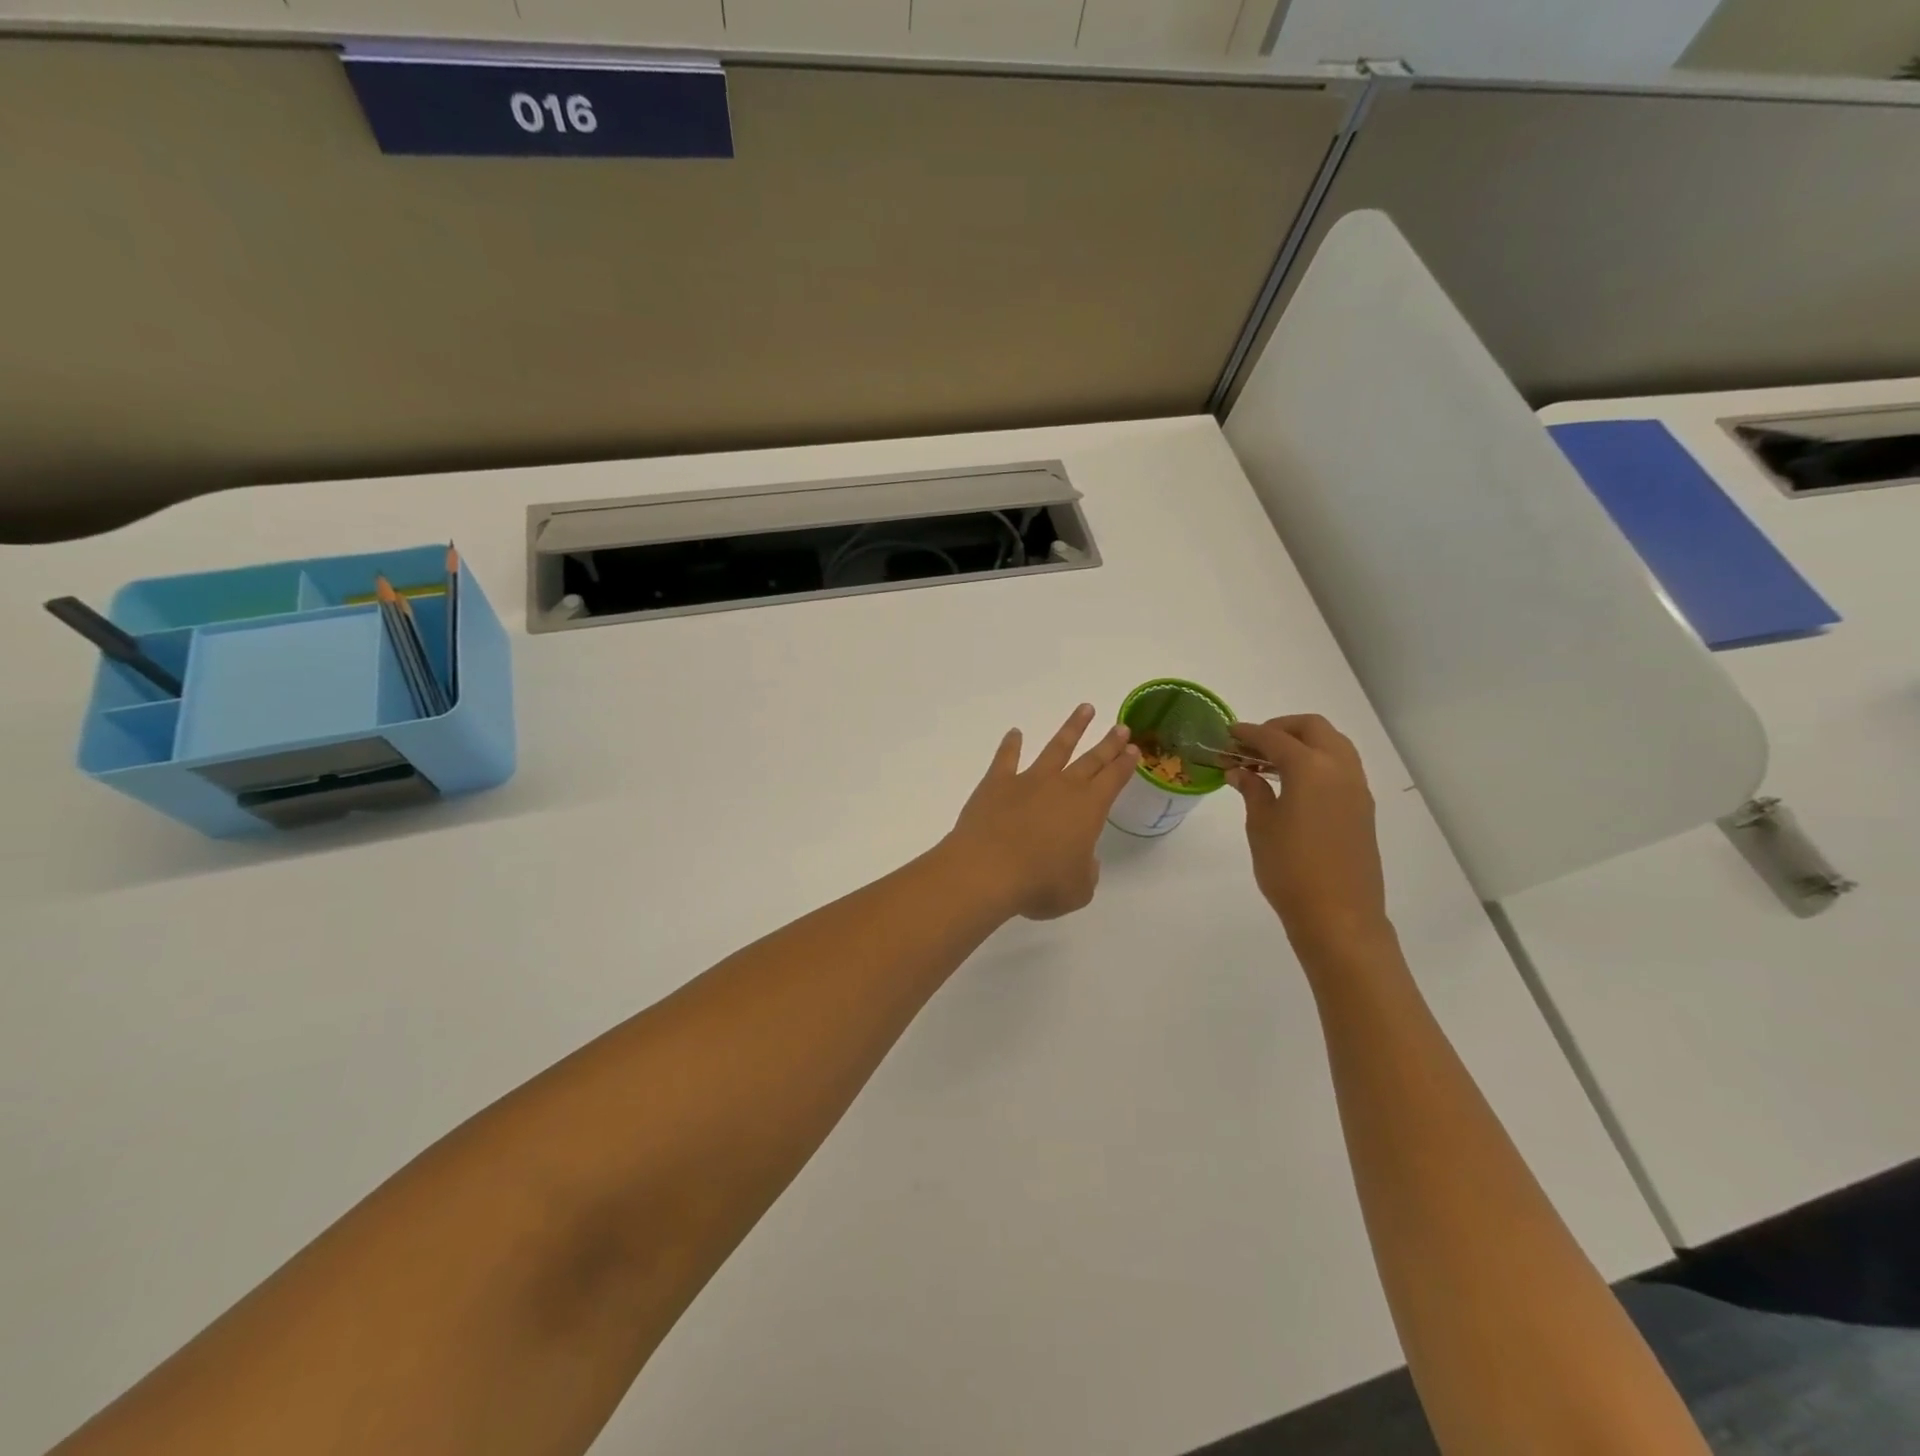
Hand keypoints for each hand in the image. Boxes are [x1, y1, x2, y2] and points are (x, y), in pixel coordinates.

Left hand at [943, 704, 1139, 920]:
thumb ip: (1085, 872)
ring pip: (1056, 748)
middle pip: (1091, 759)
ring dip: (1071, 729)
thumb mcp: (1077, 890)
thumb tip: (1082, 860)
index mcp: (1089, 809)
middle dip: (1109, 743)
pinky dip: (1010, 745)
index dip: (1125, 765)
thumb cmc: (1039, 884)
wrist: (988, 869)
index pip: (1113, 780)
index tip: (1134, 750)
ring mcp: (1028, 780)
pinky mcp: (997, 783)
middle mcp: (1063, 787)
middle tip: (1122, 727)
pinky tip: (1014, 733)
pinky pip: (1006, 758)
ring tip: (1084, 709)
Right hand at [1228, 715, 1390, 954]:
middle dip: (1281, 728)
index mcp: (1310, 768)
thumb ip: (1252, 791)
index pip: (1275, 737)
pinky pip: (1341, 766)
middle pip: (1313, 728)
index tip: (1228, 734)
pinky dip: (1317, 761)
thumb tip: (1240, 771)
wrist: (1338, 916)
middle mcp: (1340, 769)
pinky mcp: (1363, 808)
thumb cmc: (1290, 869)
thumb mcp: (1261, 826)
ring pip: (1333, 744)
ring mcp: (1357, 788)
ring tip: (1271, 763)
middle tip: (1252, 745)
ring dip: (1302, 743)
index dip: (1248, 733)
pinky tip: (1293, 784)